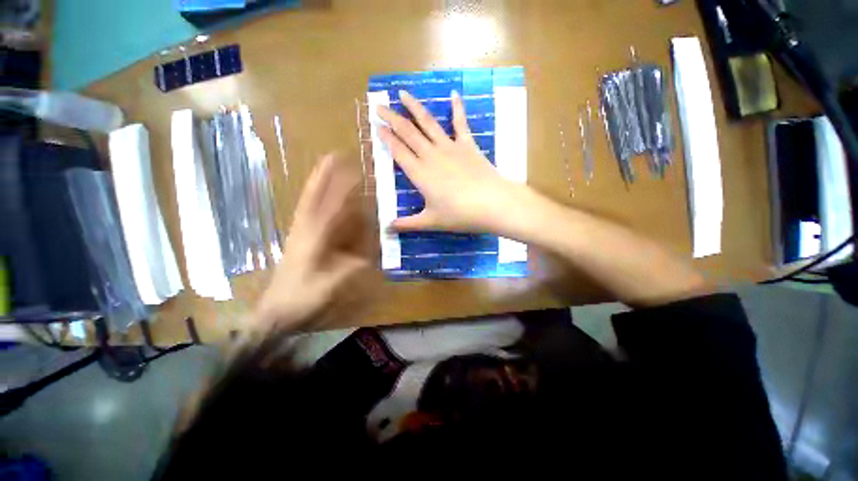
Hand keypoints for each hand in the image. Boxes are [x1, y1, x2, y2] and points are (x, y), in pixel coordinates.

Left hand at [253, 153, 370, 333]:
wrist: (275, 312)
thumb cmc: (301, 299)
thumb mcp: (328, 287)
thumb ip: (349, 270)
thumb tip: (369, 256)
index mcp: (311, 240)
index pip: (327, 207)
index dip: (338, 187)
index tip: (347, 167)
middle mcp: (304, 230)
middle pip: (313, 198)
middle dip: (324, 177)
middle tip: (333, 156)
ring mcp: (300, 234)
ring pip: (309, 204)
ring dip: (319, 185)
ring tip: (328, 168)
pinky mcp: (299, 240)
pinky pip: (309, 215)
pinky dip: (315, 201)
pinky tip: (321, 197)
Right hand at [377, 90, 525, 233]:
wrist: (492, 204)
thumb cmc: (460, 215)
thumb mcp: (431, 222)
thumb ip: (407, 224)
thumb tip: (386, 229)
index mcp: (420, 174)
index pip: (398, 151)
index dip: (386, 138)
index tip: (376, 125)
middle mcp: (431, 156)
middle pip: (408, 133)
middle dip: (392, 118)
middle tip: (378, 105)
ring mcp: (450, 147)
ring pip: (428, 123)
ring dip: (414, 107)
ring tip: (403, 93)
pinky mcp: (468, 145)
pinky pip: (460, 123)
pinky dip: (457, 108)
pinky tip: (453, 93)